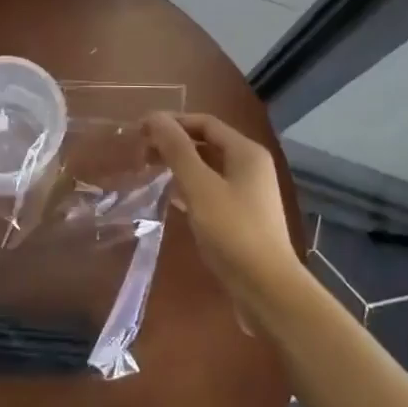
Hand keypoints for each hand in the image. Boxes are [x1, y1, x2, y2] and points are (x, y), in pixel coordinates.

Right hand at [144, 112, 300, 319]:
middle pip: (207, 143)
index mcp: (246, 152)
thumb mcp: (200, 187)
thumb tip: (154, 116)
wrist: (267, 290)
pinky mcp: (242, 217)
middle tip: (141, 152)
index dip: (172, 122)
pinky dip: (189, 188)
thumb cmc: (233, 232)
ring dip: (180, 166)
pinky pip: (211, 190)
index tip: (140, 131)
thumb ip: (177, 150)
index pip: (205, 123)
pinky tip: (169, 198)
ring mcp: (248, 193)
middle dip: (174, 143)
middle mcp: (251, 166)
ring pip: (208, 168)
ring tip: (149, 171)